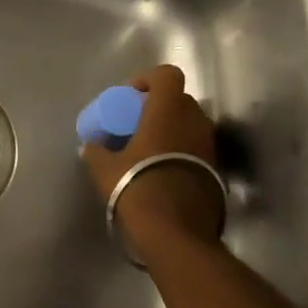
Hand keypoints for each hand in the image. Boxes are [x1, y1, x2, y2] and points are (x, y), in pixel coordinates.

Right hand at [81, 65, 222, 261]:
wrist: (175, 232)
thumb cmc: (136, 187)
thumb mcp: (104, 168)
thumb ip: (95, 151)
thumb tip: (91, 146)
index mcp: (168, 111)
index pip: (167, 75)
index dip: (148, 79)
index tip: (130, 97)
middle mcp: (195, 121)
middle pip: (179, 99)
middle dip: (158, 107)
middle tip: (136, 124)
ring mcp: (209, 146)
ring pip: (190, 124)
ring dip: (171, 129)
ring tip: (148, 149)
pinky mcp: (216, 170)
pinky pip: (196, 148)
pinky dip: (181, 151)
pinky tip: (161, 170)